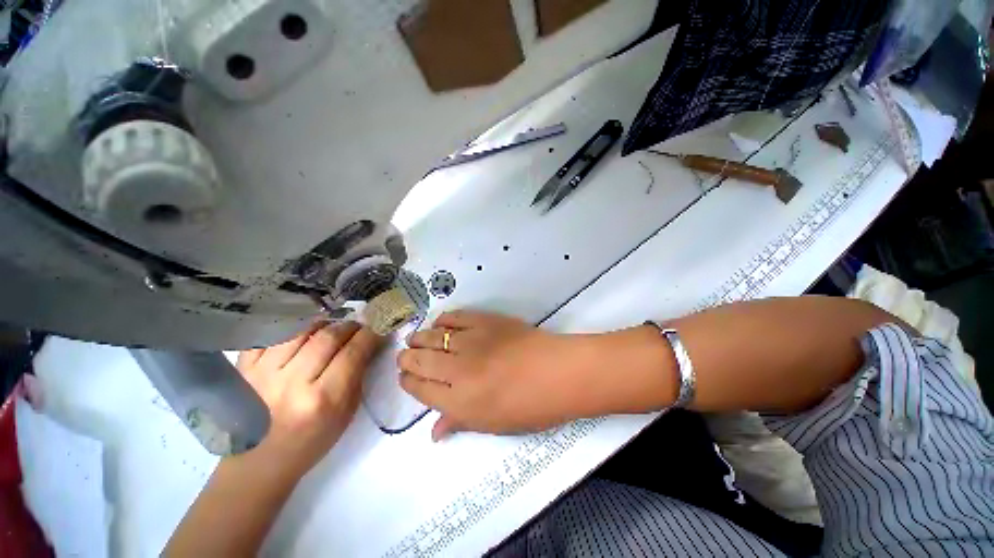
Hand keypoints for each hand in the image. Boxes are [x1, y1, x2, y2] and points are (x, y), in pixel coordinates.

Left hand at [237, 322, 381, 478]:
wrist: (260, 461)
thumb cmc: (312, 440)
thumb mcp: (347, 412)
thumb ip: (358, 374)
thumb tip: (369, 342)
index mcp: (322, 399)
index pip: (353, 352)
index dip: (369, 334)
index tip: (378, 328)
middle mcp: (292, 383)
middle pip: (327, 337)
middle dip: (349, 327)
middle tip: (357, 327)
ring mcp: (262, 374)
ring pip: (300, 330)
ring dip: (323, 324)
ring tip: (330, 329)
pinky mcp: (243, 369)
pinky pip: (270, 334)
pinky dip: (291, 327)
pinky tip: (302, 332)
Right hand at [397, 311, 590, 440]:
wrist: (558, 372)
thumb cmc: (530, 406)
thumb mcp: (493, 424)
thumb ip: (459, 423)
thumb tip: (434, 432)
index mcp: (458, 401)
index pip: (419, 389)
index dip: (408, 382)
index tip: (406, 378)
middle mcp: (457, 369)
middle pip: (419, 360)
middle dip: (407, 359)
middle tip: (406, 357)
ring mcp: (471, 341)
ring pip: (432, 336)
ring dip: (419, 339)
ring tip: (416, 340)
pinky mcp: (484, 321)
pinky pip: (455, 317)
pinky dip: (443, 320)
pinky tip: (440, 324)